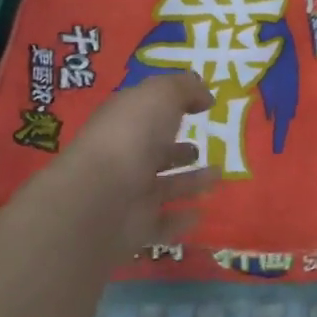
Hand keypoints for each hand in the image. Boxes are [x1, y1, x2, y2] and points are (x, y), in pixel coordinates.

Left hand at [44, 71, 218, 255]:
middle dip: (176, 150)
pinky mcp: (136, 228)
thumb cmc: (131, 137)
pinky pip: (164, 224)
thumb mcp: (161, 95)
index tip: (202, 106)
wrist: (100, 199)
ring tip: (217, 176)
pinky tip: (202, 213)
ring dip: (189, 183)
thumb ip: (185, 88)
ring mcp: (129, 195)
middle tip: (199, 149)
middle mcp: (124, 157)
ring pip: (163, 187)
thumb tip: (205, 96)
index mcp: (123, 123)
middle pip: (153, 152)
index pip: (146, 112)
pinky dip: (182, 220)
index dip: (171, 105)